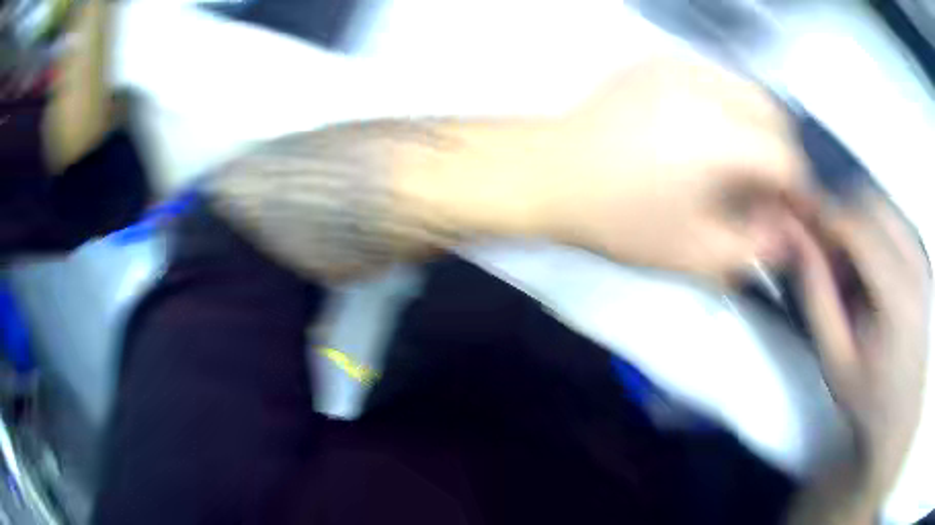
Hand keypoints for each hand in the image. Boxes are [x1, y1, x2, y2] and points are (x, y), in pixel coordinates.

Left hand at [529, 57, 810, 284]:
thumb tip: (787, 234)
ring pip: (747, 89)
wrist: (552, 173)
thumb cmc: (619, 219)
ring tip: (742, 162)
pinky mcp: (658, 61)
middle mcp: (705, 87)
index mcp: (718, 137)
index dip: (797, 188)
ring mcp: (679, 65)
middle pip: (773, 114)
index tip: (793, 210)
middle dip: (781, 153)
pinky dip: (730, 105)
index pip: (785, 157)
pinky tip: (712, 133)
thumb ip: (752, 248)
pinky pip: (716, 77)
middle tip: (767, 188)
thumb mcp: (693, 253)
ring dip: (759, 126)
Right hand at [786, 191, 929, 500]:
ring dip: (855, 216)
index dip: (821, 212)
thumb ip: (816, 294)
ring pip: (882, 204)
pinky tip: (864, 259)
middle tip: (817, 240)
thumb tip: (794, 236)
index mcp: (898, 294)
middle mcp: (915, 263)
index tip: (792, 214)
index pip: (857, 225)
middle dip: (838, 208)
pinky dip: (872, 225)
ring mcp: (922, 257)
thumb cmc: (868, 398)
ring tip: (840, 254)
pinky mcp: (922, 258)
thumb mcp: (834, 358)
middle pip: (871, 202)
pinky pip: (893, 218)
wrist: (902, 415)